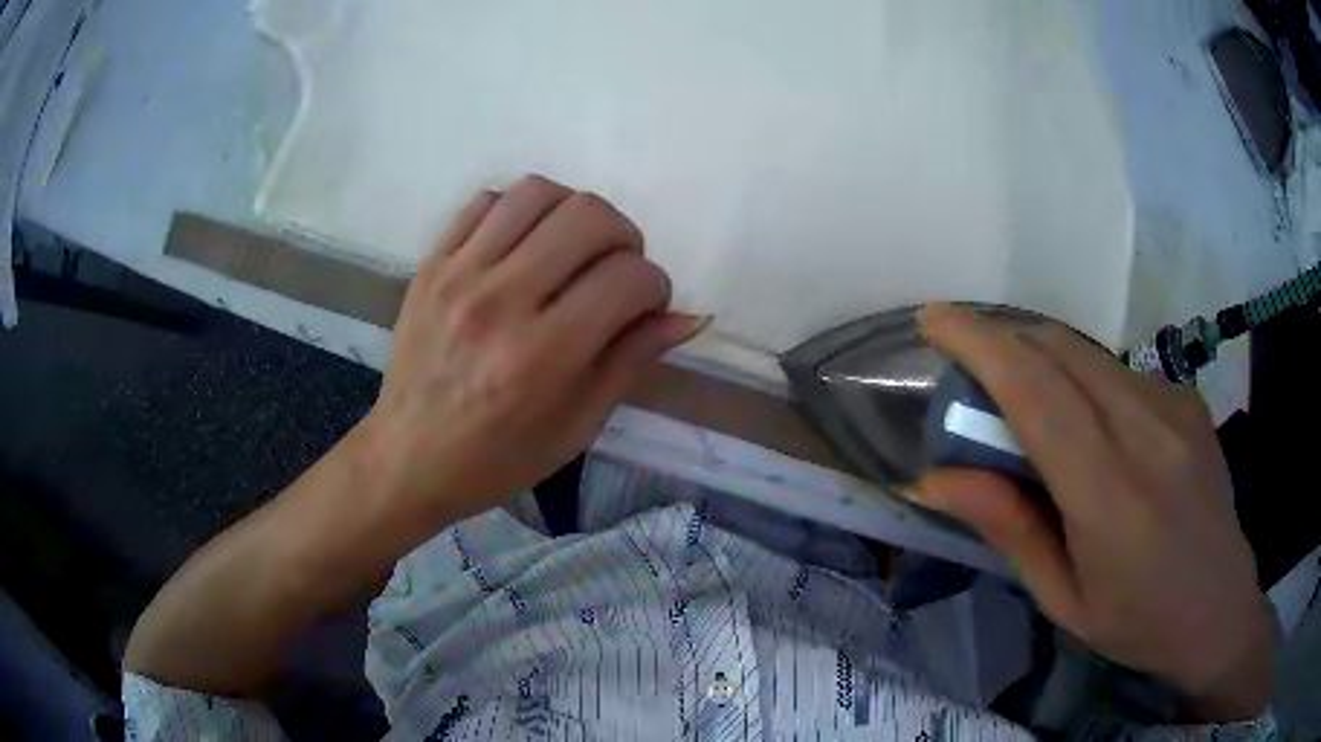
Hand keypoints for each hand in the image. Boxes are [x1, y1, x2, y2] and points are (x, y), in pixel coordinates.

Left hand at [364, 175, 705, 521]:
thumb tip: (689, 316)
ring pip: (538, 192)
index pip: (629, 278)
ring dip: (573, 212)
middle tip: (616, 270)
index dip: (656, 287)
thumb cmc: (498, 459)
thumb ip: (632, 360)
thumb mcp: (577, 427)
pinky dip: (518, 212)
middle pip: (590, 216)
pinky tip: (523, 246)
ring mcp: (459, 274)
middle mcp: (501, 301)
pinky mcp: (431, 263)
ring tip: (571, 249)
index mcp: (543, 356)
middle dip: (624, 237)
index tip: (646, 307)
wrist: (408, 458)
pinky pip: (485, 201)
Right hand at [915, 304, 1273, 720]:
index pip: (1037, 392)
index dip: (980, 343)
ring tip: (1022, 401)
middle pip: (1060, 350)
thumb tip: (935, 478)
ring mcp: (1175, 407)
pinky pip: (1119, 372)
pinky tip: (1087, 425)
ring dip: (1040, 358)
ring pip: (1089, 353)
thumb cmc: (1137, 624)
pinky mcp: (1187, 400)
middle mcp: (1147, 433)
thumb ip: (1007, 528)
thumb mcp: (1063, 599)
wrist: (1219, 609)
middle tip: (969, 369)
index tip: (935, 320)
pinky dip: (1082, 379)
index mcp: (1110, 497)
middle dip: (1003, 340)